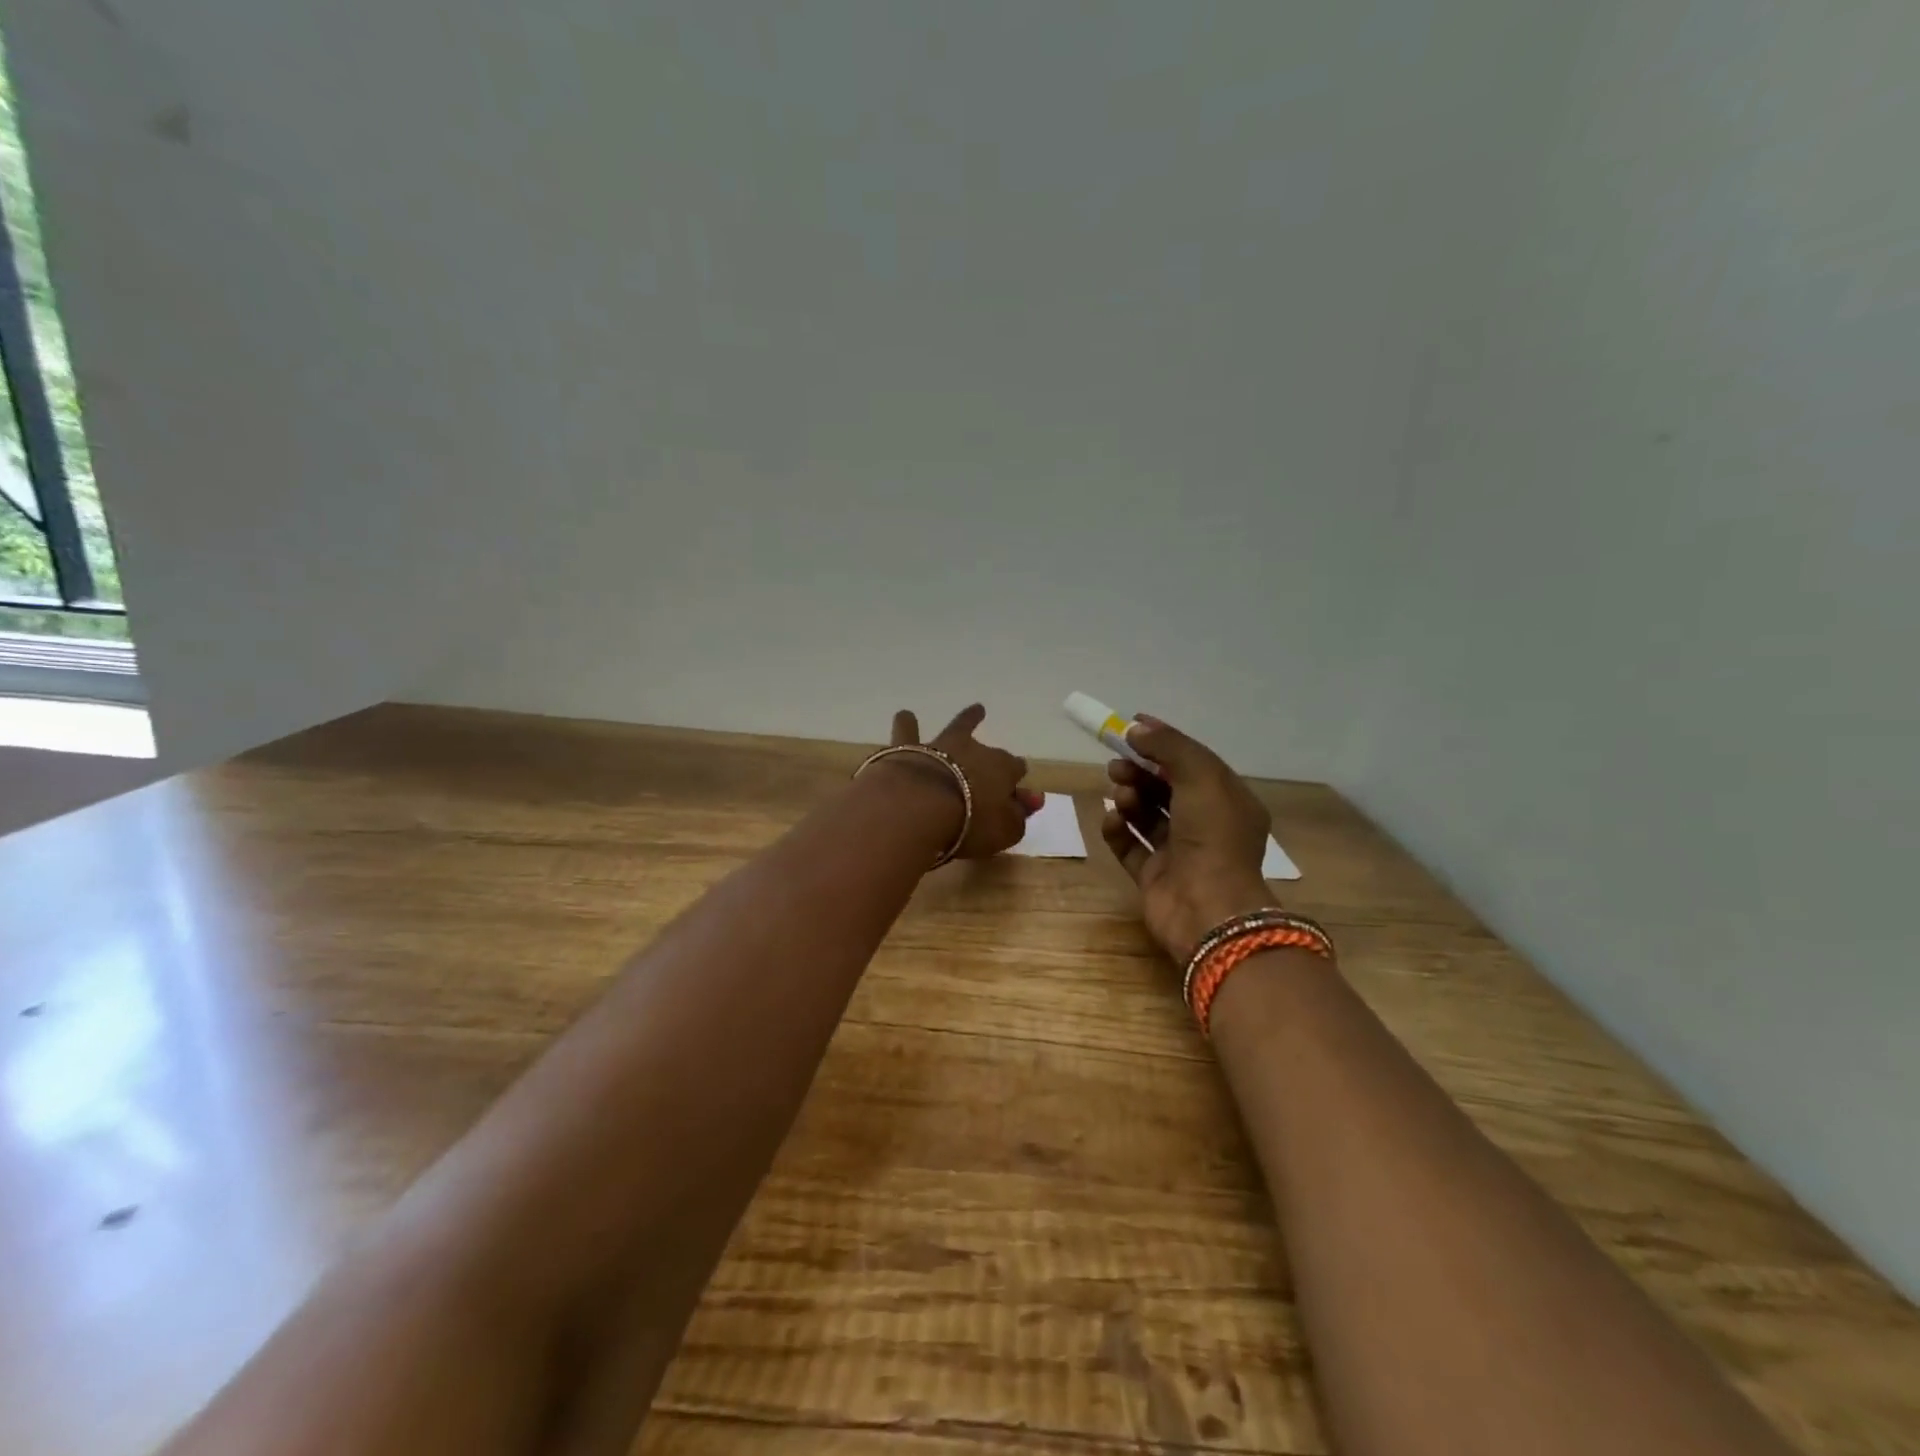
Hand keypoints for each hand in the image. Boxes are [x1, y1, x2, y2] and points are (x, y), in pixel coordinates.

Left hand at [887, 704, 1042, 858]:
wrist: (918, 807)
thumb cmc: (969, 824)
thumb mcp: (1004, 830)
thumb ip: (1017, 816)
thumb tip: (1028, 802)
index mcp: (1003, 769)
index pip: (1016, 770)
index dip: (1017, 783)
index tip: (1016, 797)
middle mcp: (975, 750)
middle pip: (990, 752)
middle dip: (994, 757)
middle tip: (994, 763)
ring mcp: (941, 746)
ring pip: (958, 727)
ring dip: (967, 719)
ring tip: (974, 711)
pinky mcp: (909, 750)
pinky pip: (908, 731)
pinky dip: (907, 724)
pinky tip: (906, 716)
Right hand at [1100, 715, 1277, 960]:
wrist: (1207, 908)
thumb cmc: (1212, 836)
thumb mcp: (1200, 776)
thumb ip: (1169, 746)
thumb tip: (1135, 729)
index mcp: (1228, 801)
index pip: (1193, 762)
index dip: (1163, 742)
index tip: (1129, 727)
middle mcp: (1206, 826)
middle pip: (1166, 788)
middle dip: (1140, 772)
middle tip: (1116, 765)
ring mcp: (1179, 853)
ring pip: (1147, 815)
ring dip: (1130, 798)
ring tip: (1120, 794)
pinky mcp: (1154, 877)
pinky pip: (1130, 847)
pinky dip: (1118, 831)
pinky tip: (1111, 820)